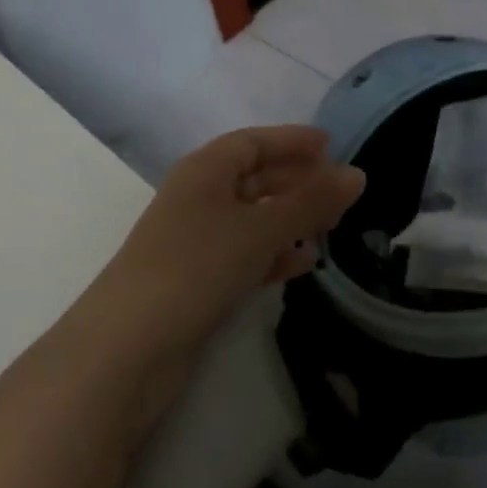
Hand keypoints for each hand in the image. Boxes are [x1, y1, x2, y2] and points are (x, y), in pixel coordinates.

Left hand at [98, 125, 364, 353]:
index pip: (253, 142)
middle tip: (339, 191)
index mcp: (204, 170)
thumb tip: (357, 174)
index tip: (331, 145)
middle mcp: (197, 198)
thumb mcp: (260, 228)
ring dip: (288, 219)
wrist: (129, 346)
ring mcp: (194, 241)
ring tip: (329, 227)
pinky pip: (243, 254)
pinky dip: (272, 253)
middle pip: (253, 178)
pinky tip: (301, 263)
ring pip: (251, 218)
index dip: (291, 141)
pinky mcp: (196, 280)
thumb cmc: (196, 266)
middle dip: (295, 181)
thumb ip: (310, 202)